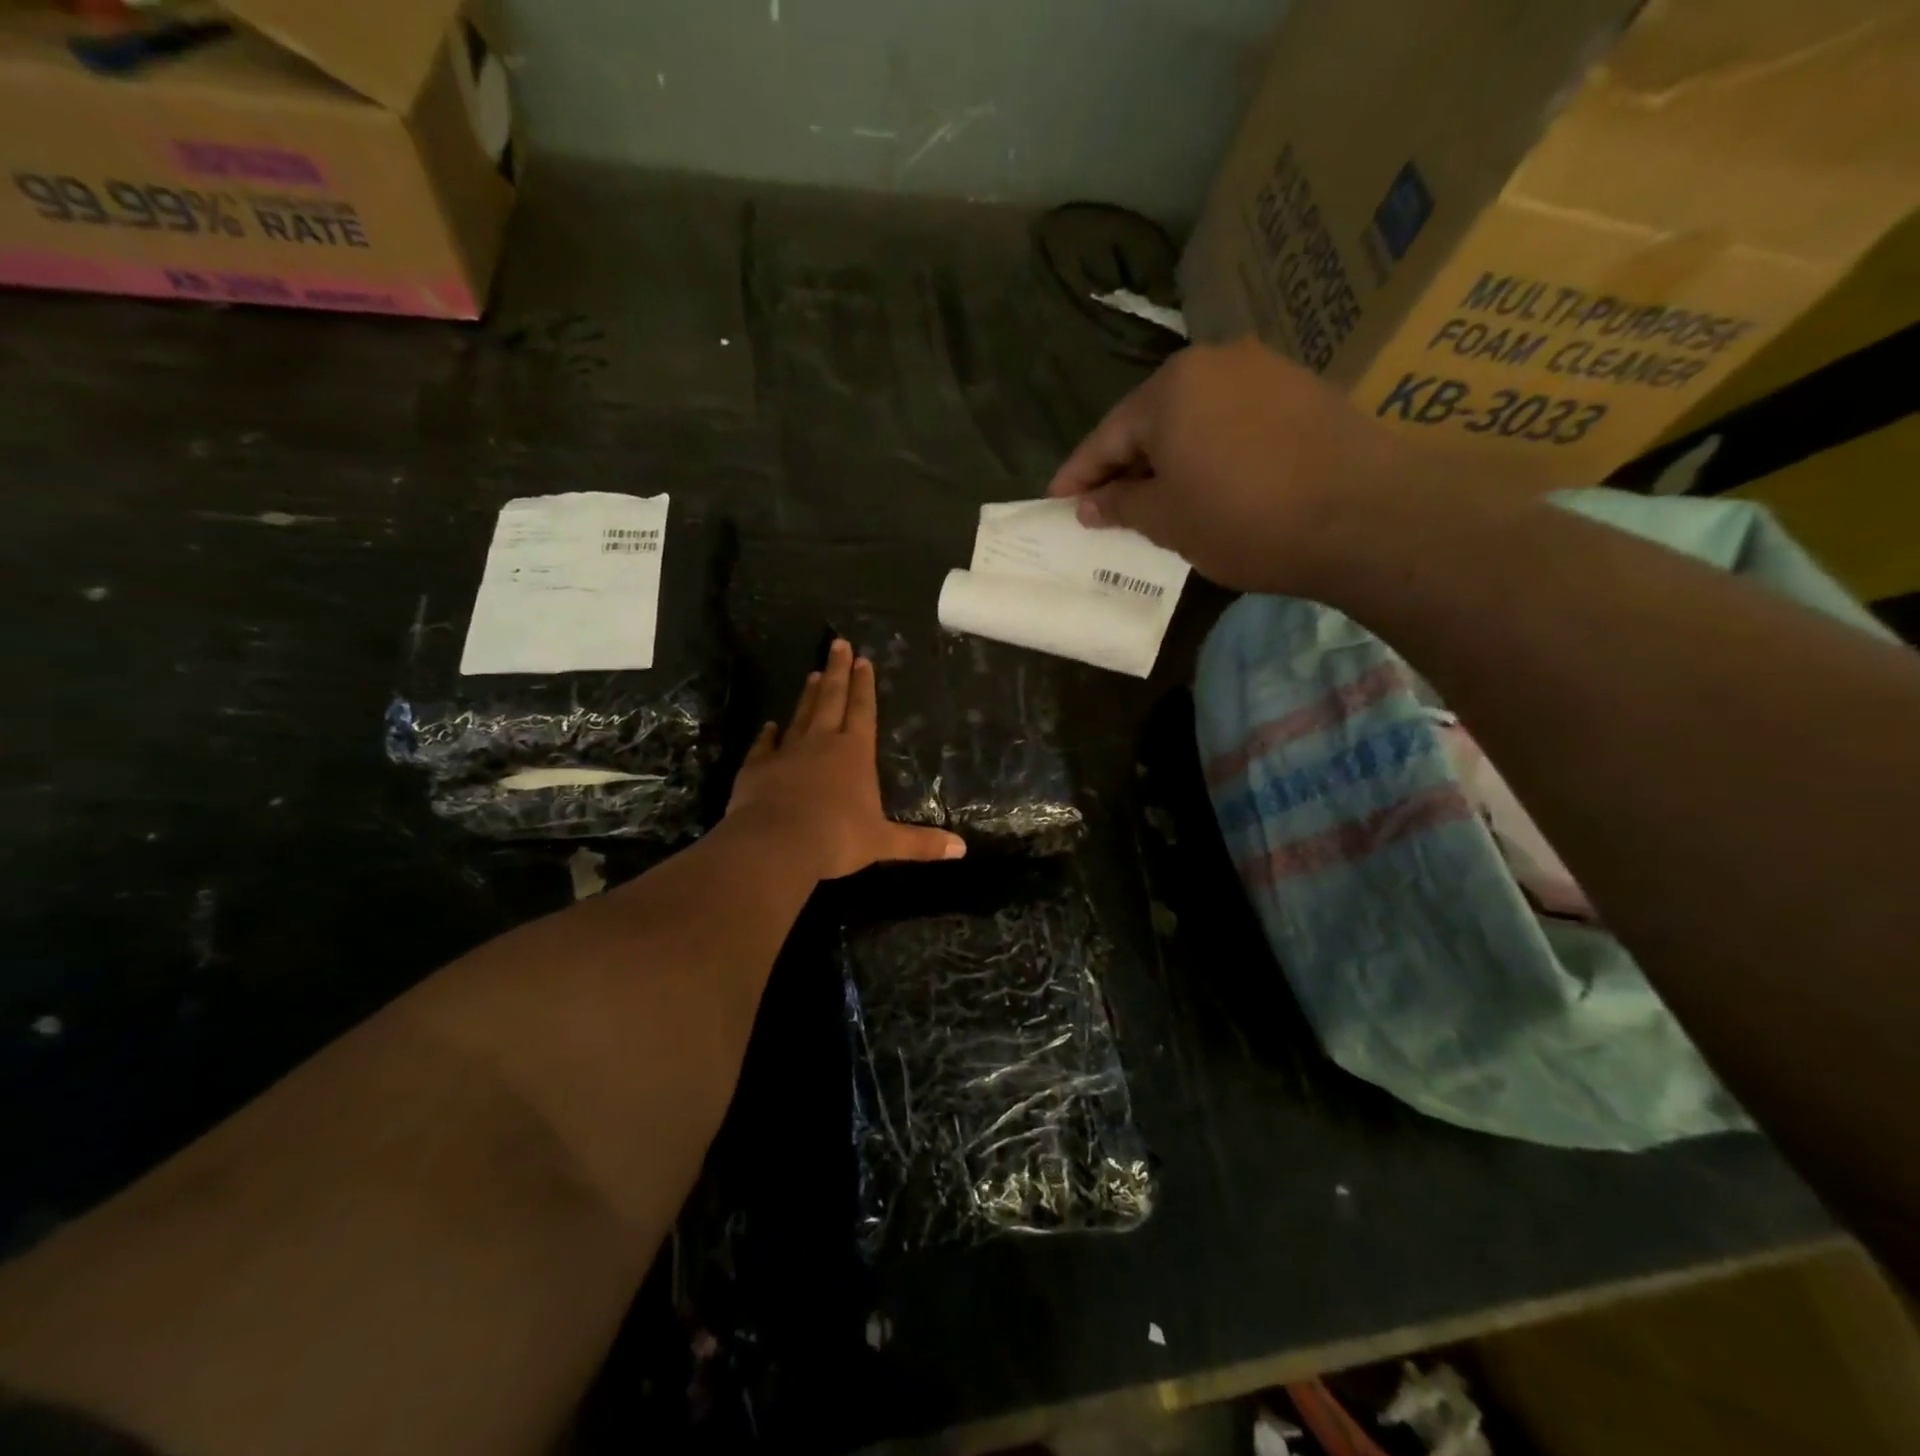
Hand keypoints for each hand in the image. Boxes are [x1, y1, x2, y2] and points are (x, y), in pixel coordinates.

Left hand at [726, 638, 965, 878]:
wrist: (776, 844)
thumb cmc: (836, 838)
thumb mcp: (883, 843)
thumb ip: (920, 843)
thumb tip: (962, 850)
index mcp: (855, 753)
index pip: (863, 710)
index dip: (864, 685)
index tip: (862, 659)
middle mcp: (821, 743)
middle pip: (831, 699)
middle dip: (836, 672)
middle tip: (837, 643)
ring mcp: (787, 753)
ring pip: (800, 716)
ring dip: (807, 696)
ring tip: (811, 674)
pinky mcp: (757, 768)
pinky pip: (763, 745)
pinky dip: (768, 735)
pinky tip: (769, 725)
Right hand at [1046, 338, 1441, 594]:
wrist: (1365, 516)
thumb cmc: (1246, 520)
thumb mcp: (1168, 521)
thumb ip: (1120, 506)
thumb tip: (1090, 504)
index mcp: (1170, 388)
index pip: (1106, 437)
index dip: (1077, 476)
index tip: (1056, 503)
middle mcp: (1214, 362)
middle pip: (1150, 420)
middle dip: (1123, 466)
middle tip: (1104, 507)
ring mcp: (1263, 370)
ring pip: (1193, 419)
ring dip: (1168, 458)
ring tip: (1156, 500)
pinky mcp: (1301, 390)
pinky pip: (1232, 420)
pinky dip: (1209, 451)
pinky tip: (1209, 482)